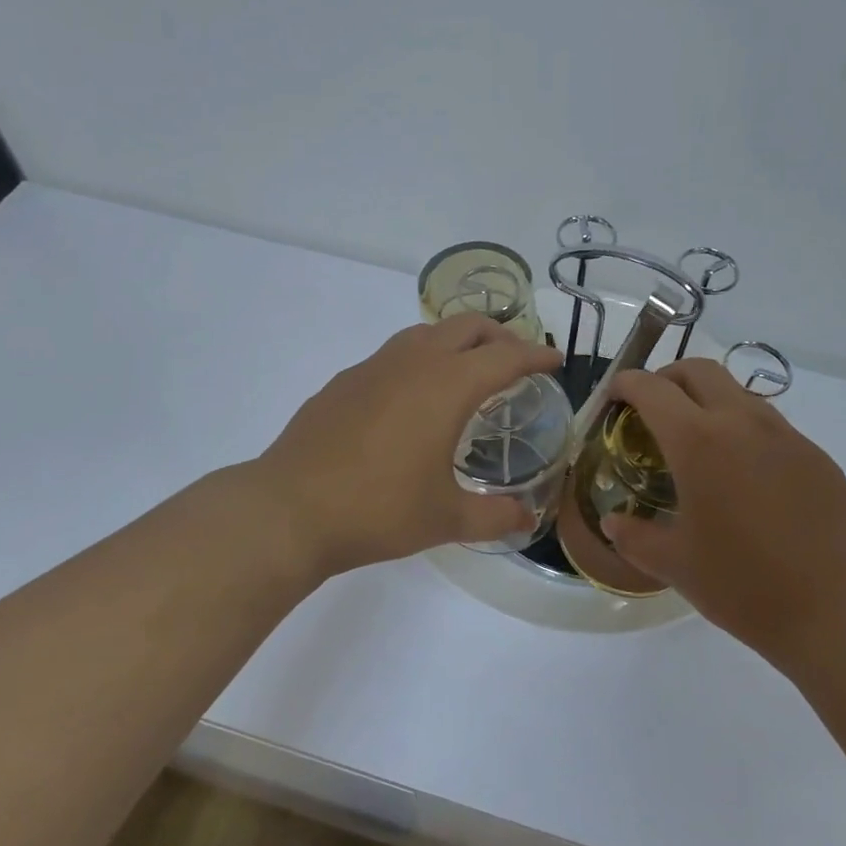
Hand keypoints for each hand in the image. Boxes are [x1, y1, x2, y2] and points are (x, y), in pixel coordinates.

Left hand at [257, 315, 562, 576]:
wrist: (290, 508)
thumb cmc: (378, 509)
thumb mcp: (446, 519)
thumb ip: (494, 516)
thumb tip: (526, 518)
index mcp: (447, 385)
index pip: (506, 356)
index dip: (536, 355)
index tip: (555, 361)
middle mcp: (413, 362)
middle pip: (467, 326)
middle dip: (500, 336)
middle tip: (516, 361)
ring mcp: (373, 366)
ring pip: (426, 332)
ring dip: (456, 341)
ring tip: (466, 372)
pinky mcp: (344, 381)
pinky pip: (393, 354)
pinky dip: (419, 360)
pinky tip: (411, 398)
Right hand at [603, 360, 845, 666]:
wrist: (843, 612)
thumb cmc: (746, 585)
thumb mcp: (676, 566)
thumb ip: (636, 538)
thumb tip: (614, 524)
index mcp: (699, 442)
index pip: (653, 389)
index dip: (626, 384)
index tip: (614, 396)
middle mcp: (743, 423)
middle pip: (699, 370)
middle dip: (668, 378)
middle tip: (652, 410)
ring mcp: (787, 436)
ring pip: (738, 393)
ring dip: (708, 401)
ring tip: (697, 446)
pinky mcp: (818, 457)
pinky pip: (770, 426)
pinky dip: (743, 431)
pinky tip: (743, 478)